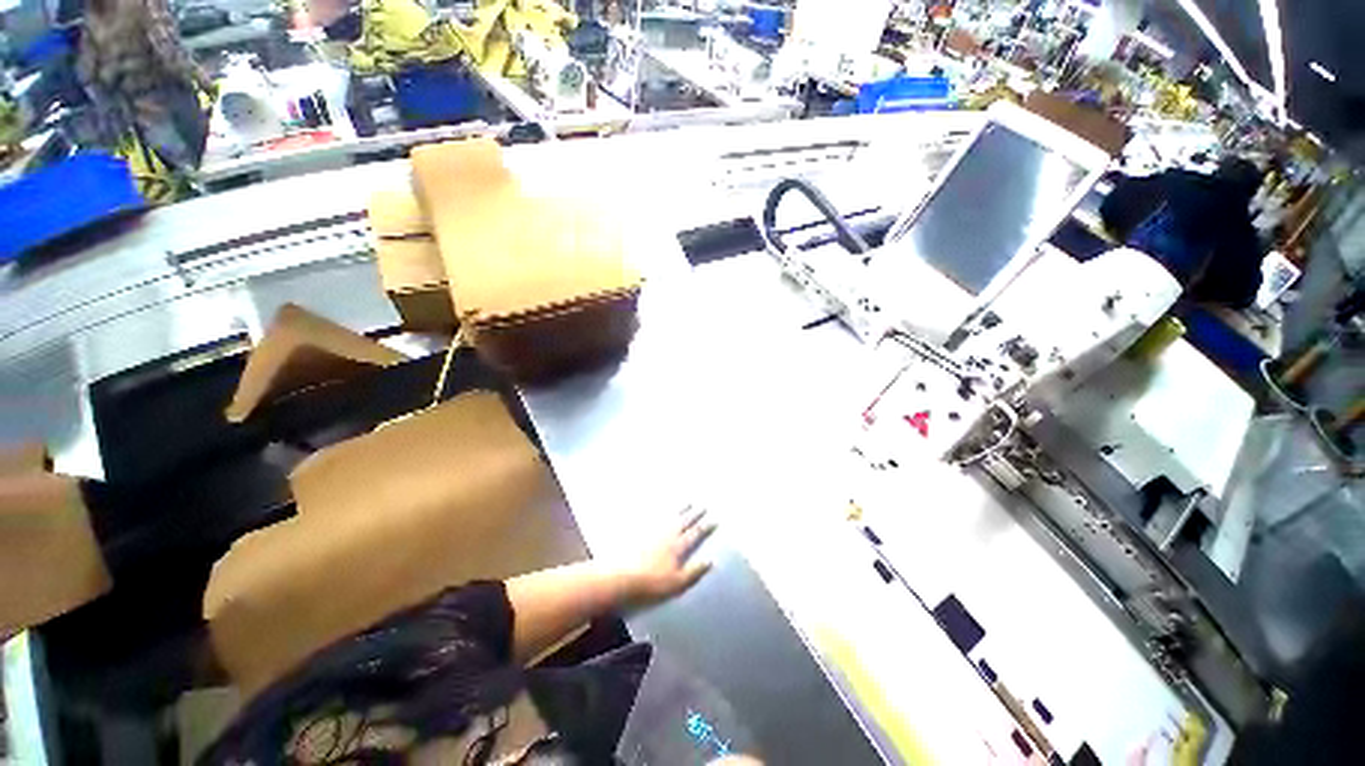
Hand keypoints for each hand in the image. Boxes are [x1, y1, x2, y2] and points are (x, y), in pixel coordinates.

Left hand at [619, 507, 715, 606]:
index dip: (705, 528)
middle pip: (684, 521)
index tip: (714, 521)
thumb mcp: (678, 583)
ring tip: (688, 501)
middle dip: (695, 514)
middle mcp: (668, 534)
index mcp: (678, 546)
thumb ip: (695, 571)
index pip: (695, 534)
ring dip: (681, 508)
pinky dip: (661, 510)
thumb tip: (711, 561)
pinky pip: (655, 516)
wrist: (622, 577)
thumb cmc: (652, 584)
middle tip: (703, 506)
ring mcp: (654, 530)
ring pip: (671, 516)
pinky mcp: (641, 531)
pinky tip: (662, 507)